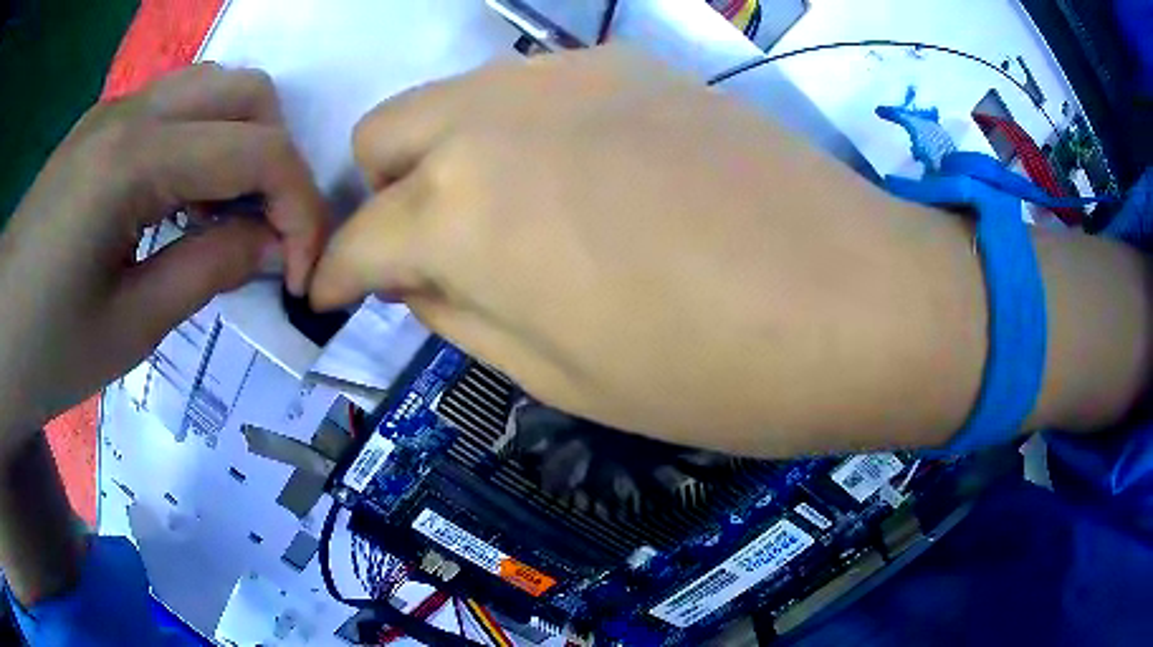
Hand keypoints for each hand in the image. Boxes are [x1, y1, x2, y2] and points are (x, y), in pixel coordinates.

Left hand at [0, 64, 328, 446]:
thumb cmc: (45, 350)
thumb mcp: (130, 328)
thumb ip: (209, 269)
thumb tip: (273, 245)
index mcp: (134, 161)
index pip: (256, 151)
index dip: (300, 208)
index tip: (305, 271)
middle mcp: (133, 111)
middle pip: (247, 93)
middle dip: (278, 160)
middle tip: (270, 232)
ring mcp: (116, 110)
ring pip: (215, 89)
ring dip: (243, 143)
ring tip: (230, 214)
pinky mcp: (102, 126)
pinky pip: (176, 108)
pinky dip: (205, 142)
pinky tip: (186, 199)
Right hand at [310, 47, 993, 456]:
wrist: (860, 302)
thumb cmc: (714, 372)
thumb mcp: (558, 377)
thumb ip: (459, 313)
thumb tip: (413, 277)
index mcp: (462, 209)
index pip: (355, 240)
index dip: (335, 277)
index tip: (334, 297)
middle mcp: (493, 116)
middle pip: (382, 136)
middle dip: (383, 198)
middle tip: (432, 254)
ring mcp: (566, 74)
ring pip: (450, 101)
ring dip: (446, 159)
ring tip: (513, 221)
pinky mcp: (629, 63)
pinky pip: (528, 92)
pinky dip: (517, 134)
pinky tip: (584, 180)